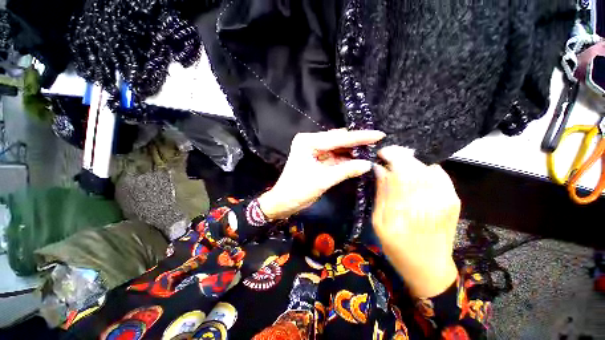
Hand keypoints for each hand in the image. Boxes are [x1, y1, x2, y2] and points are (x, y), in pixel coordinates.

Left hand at [258, 129, 385, 219]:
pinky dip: (346, 158)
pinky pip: (334, 156)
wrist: (284, 202)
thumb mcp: (322, 180)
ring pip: (337, 147)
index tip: (378, 135)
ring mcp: (314, 149)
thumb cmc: (298, 191)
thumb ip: (345, 171)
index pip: (337, 138)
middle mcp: (310, 141)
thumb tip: (368, 164)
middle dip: (357, 142)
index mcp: (308, 142)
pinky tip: (358, 159)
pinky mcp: (317, 158)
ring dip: (352, 150)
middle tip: (377, 142)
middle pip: (338, 140)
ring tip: (371, 150)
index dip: (359, 138)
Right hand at [373, 146, 459, 297]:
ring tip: (399, 164)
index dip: (391, 158)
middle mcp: (428, 203)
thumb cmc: (398, 247)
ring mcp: (446, 201)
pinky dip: (426, 168)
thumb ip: (381, 194)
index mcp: (404, 212)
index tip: (381, 153)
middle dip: (400, 156)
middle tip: (388, 155)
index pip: (400, 174)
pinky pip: (440, 174)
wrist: (429, 266)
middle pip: (416, 167)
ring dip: (411, 161)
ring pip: (427, 168)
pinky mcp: (453, 201)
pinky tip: (416, 173)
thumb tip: (379, 169)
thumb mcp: (379, 223)